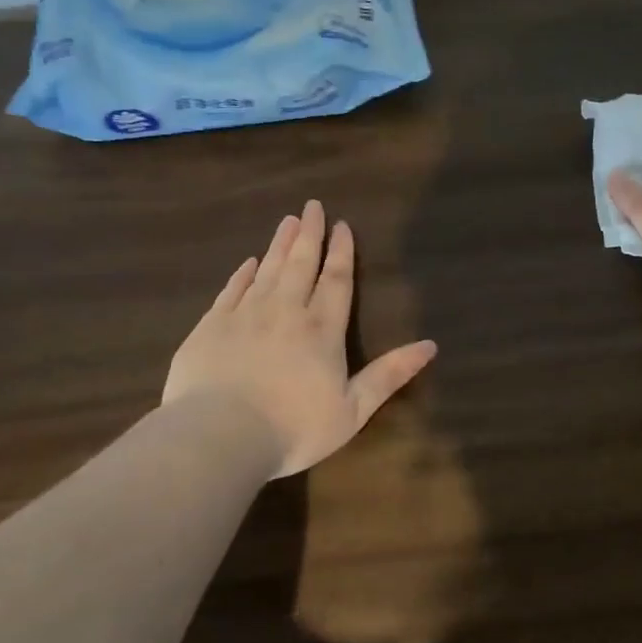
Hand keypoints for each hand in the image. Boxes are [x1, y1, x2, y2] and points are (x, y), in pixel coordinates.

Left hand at [163, 201, 437, 476]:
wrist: (219, 436)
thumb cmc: (294, 428)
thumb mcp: (353, 410)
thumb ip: (389, 375)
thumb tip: (430, 345)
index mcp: (322, 330)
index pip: (336, 280)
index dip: (341, 252)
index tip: (342, 226)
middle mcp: (286, 312)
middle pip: (300, 264)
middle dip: (310, 235)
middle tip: (312, 206)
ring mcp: (245, 315)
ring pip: (267, 270)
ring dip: (280, 245)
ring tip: (288, 221)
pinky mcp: (211, 326)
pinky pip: (232, 289)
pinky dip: (242, 273)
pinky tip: (248, 263)